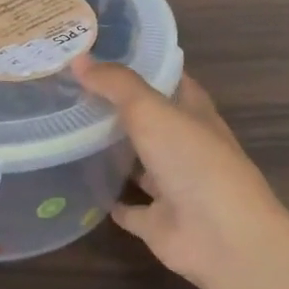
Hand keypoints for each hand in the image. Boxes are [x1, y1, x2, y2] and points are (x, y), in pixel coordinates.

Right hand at [72, 55, 288, 288]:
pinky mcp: (157, 221)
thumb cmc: (193, 161)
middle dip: (115, 107)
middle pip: (147, 120)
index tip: (98, 52)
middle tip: (68, 89)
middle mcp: (183, 145)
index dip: (138, 63)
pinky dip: (109, 199)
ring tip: (66, 132)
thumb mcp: (151, 110)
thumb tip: (78, 59)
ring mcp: (171, 185)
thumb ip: (115, 84)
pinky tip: (80, 186)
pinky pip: (128, 208)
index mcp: (192, 112)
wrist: (222, 237)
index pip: (165, 78)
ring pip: (137, 163)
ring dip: (111, 152)